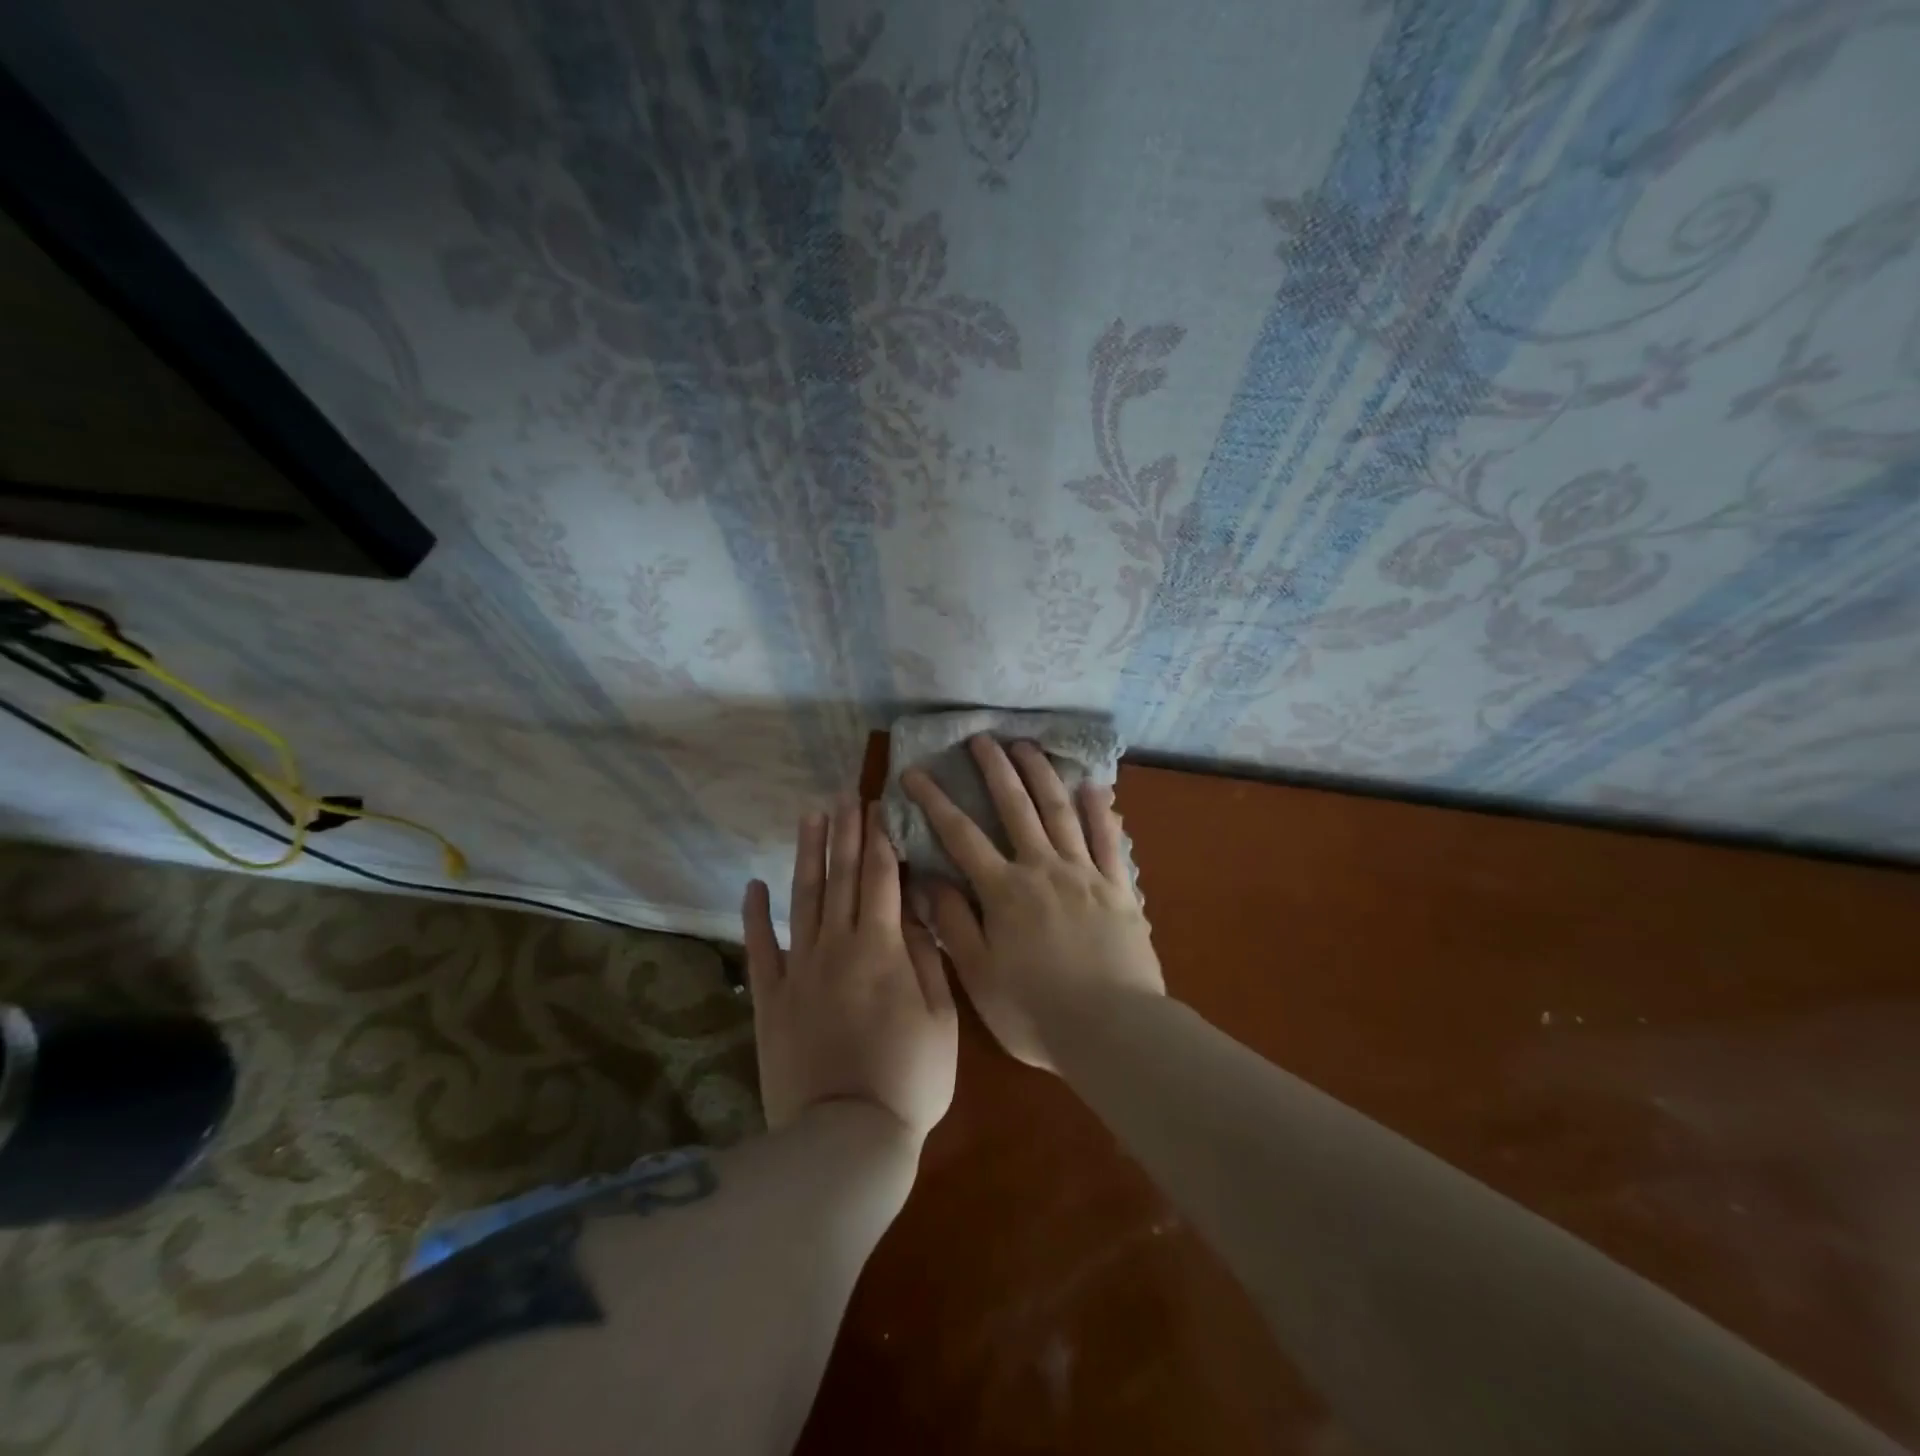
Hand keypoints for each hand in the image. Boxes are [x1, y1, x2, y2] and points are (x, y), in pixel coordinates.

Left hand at [743, 800, 957, 1143]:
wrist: (846, 1137)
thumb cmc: (910, 1078)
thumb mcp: (942, 1017)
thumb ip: (928, 957)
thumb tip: (916, 910)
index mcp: (883, 947)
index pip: (882, 877)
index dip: (880, 838)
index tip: (878, 806)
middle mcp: (838, 945)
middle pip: (842, 877)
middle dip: (846, 833)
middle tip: (845, 796)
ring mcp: (799, 969)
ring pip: (804, 898)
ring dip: (807, 855)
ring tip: (810, 818)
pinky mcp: (771, 997)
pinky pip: (761, 947)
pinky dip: (756, 914)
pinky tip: (755, 885)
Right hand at [903, 736, 1163, 1071]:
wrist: (1112, 1030)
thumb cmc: (1036, 1012)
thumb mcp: (979, 976)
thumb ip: (953, 924)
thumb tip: (929, 879)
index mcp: (1004, 891)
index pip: (960, 836)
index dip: (935, 802)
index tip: (915, 773)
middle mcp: (1042, 869)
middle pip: (1016, 808)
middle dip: (995, 770)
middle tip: (981, 738)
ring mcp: (1084, 874)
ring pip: (1061, 812)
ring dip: (1042, 775)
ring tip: (1028, 746)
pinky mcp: (1119, 888)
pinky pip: (1109, 841)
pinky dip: (1101, 811)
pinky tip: (1095, 787)